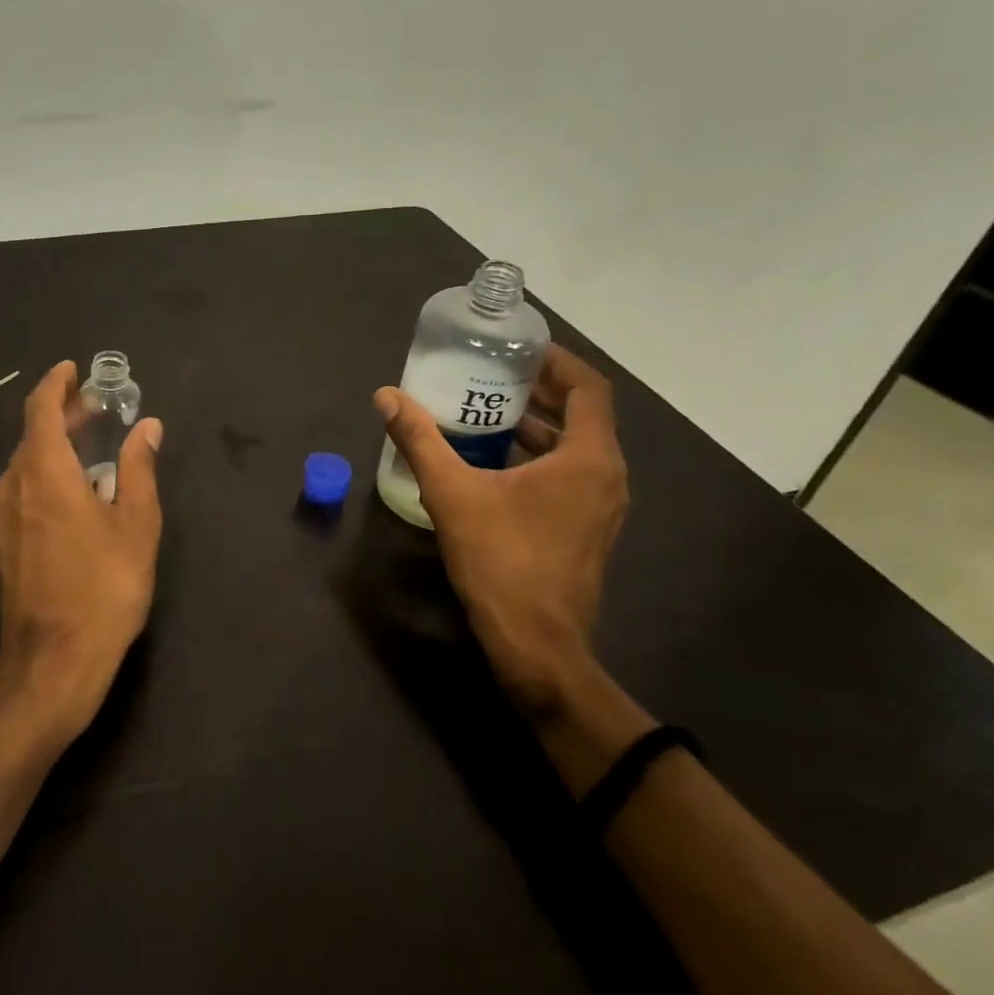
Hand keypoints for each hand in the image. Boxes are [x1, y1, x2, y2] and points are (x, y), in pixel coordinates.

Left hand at [0, 361, 163, 738]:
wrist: (54, 661)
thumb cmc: (103, 587)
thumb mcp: (136, 524)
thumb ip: (139, 469)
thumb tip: (148, 426)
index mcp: (44, 472)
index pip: (41, 409)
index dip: (56, 384)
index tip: (74, 369)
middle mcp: (14, 485)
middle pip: (33, 433)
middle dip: (62, 412)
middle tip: (95, 404)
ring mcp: (4, 515)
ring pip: (26, 460)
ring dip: (54, 441)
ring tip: (89, 438)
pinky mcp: (5, 540)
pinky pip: (23, 485)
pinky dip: (47, 468)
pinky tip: (75, 484)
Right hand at [374, 344, 627, 713]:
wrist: (537, 645)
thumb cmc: (502, 561)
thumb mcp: (451, 494)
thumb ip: (419, 440)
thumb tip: (386, 397)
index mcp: (588, 458)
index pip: (588, 387)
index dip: (557, 361)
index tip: (518, 349)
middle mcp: (607, 476)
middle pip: (583, 414)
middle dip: (540, 390)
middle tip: (492, 373)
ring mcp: (603, 506)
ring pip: (578, 447)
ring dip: (539, 425)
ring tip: (488, 412)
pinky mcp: (589, 529)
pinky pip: (572, 474)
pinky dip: (541, 456)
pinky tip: (496, 462)